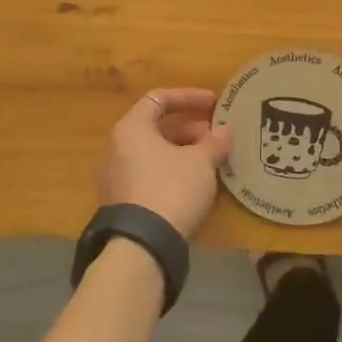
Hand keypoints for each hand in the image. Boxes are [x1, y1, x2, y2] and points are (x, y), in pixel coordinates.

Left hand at [98, 87, 232, 240]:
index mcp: (132, 128)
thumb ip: (214, 142)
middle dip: (191, 130)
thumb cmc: (172, 188)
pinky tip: (195, 185)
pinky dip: (173, 172)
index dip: (189, 97)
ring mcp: (116, 176)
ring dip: (184, 152)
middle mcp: (117, 147)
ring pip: (154, 153)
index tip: (215, 103)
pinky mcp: (122, 202)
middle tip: (217, 139)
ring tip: (211, 162)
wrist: (143, 244)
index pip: (159, 99)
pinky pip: (150, 175)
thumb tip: (224, 132)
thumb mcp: (201, 162)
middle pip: (157, 128)